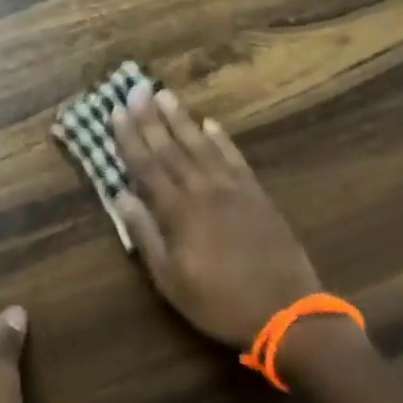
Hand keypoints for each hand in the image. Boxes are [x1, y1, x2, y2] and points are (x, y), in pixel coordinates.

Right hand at [112, 85, 321, 351]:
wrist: (287, 313)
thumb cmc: (219, 302)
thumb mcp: (170, 280)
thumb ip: (145, 235)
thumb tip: (120, 196)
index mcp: (178, 211)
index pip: (146, 165)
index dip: (129, 137)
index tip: (115, 111)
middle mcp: (203, 190)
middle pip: (171, 147)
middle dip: (150, 118)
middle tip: (136, 89)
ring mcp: (233, 189)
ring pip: (201, 145)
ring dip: (181, 119)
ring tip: (165, 94)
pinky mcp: (257, 195)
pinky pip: (235, 158)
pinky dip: (222, 139)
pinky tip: (211, 124)